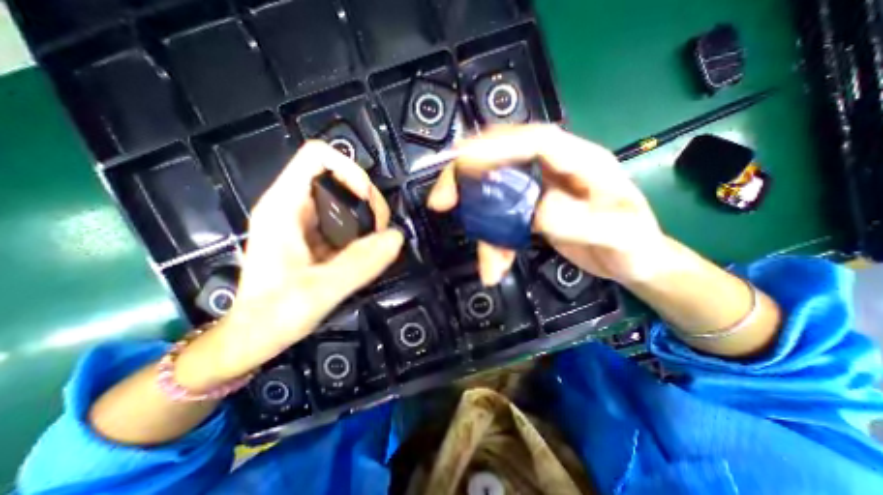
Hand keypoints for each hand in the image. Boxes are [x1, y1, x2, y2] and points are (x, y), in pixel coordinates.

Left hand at [178, 140, 402, 388]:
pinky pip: (346, 221)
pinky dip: (363, 232)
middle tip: (379, 232)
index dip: (351, 171)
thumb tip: (396, 236)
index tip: (368, 205)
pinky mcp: (315, 237)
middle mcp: (294, 206)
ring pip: (346, 200)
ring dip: (368, 217)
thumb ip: (360, 263)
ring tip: (376, 243)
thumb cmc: (273, 315)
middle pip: (340, 178)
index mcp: (284, 206)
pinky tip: (367, 252)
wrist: (253, 338)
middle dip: (367, 200)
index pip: (319, 157)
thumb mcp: (319, 290)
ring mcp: (305, 222)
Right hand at [426, 124, 661, 286]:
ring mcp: (538, 190)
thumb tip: (537, 212)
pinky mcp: (529, 211)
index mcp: (581, 162)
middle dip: (466, 177)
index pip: (535, 141)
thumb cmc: (634, 246)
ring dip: (481, 227)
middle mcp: (555, 170)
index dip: (496, 145)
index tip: (462, 160)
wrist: (632, 262)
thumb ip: (584, 222)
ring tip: (488, 262)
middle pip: (501, 160)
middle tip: (441, 200)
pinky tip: (496, 266)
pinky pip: (500, 220)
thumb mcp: (620, 237)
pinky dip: (493, 243)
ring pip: (495, 195)